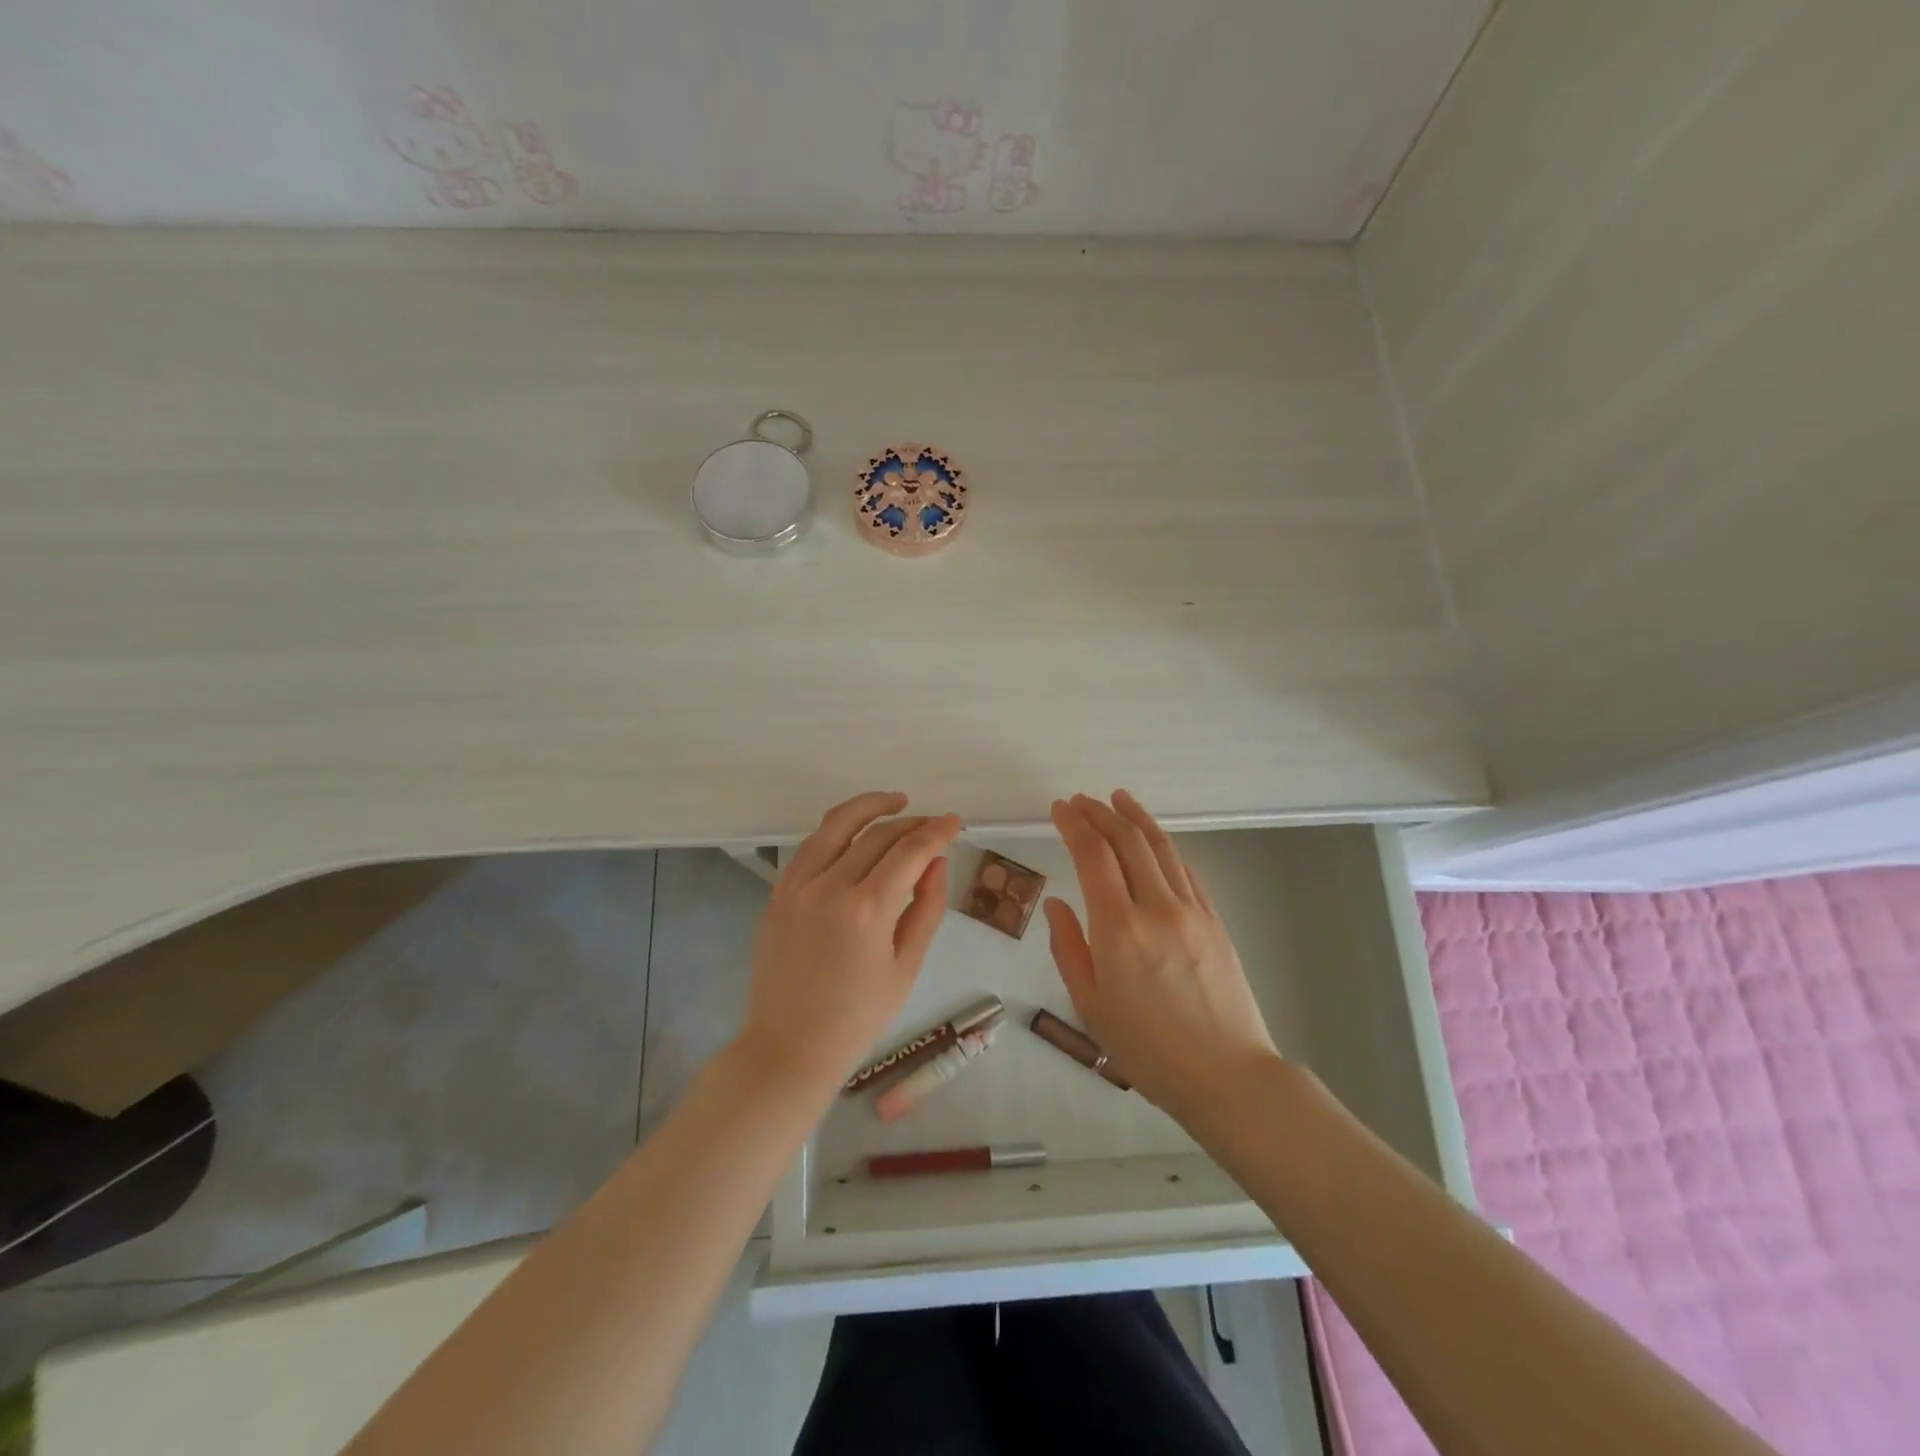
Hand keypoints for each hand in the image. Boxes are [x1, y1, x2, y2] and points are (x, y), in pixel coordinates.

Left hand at [738, 792, 961, 1099]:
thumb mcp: (906, 966)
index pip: (910, 852)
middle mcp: (829, 887)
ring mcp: (797, 886)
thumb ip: (926, 907)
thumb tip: (937, 861)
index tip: (954, 823)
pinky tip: (856, 832)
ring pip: (837, 825)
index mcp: (867, 911)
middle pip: (877, 834)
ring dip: (869, 807)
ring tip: (895, 802)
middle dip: (911, 823)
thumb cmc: (858, 1017)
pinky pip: (811, 845)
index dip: (936, 831)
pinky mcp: (779, 892)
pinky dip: (837, 830)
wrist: (789, 1046)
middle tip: (933, 823)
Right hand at [1044, 791, 1278, 1122]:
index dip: (1074, 825)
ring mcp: (1192, 911)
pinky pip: (1187, 871)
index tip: (1059, 808)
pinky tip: (1155, 842)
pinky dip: (1165, 848)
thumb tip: (1057, 904)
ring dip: (1136, 818)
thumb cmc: (1148, 1049)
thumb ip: (1069, 948)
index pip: (1093, 856)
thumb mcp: (1090, 1006)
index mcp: (1119, 929)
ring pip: (1162, 848)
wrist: (1227, 1075)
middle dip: (1100, 814)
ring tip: (1118, 799)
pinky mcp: (1215, 921)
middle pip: (1127, 842)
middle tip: (1081, 800)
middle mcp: (1156, 907)